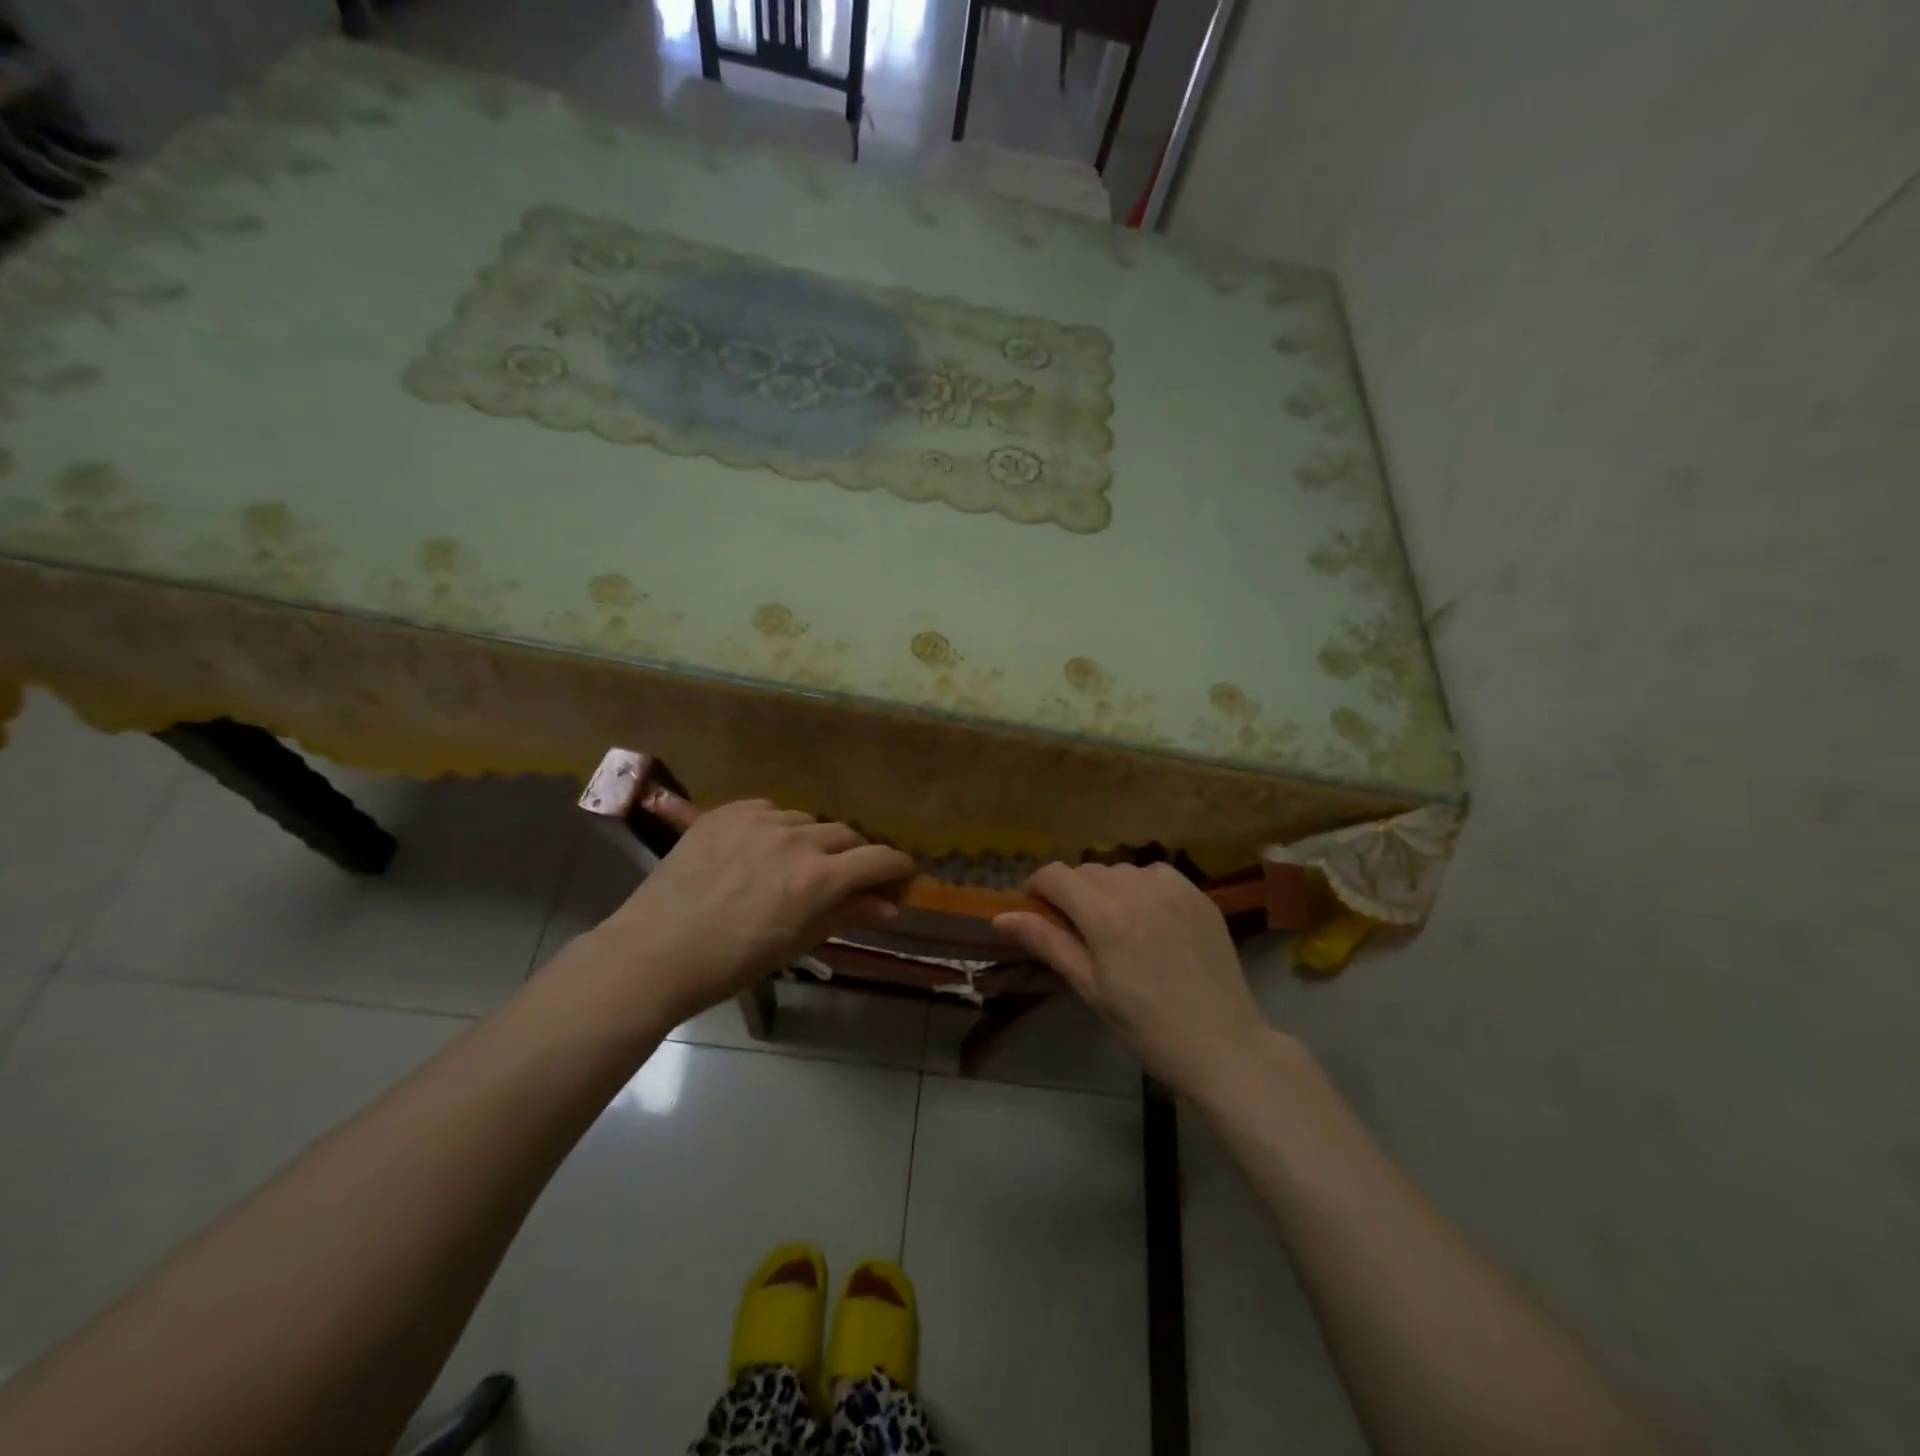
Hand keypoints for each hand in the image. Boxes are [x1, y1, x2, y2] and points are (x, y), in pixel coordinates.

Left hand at [592, 799, 915, 1025]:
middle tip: (849, 877)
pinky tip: (762, 848)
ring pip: (808, 820)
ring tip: (798, 864)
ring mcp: (759, 820)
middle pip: (847, 836)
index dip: (898, 866)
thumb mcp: (796, 942)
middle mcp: (796, 839)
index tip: (902, 874)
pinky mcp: (727, 812)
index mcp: (818, 878)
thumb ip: (846, 914)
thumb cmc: (731, 962)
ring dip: (815, 841)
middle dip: (857, 856)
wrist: (654, 952)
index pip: (878, 859)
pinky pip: (769, 810)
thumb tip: (889, 904)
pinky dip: (777, 827)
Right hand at [994, 862, 1275, 1101]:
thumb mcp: (1090, 988)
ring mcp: (1173, 887)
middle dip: (1072, 892)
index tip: (1035, 908)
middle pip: (1087, 871)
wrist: (1223, 1045)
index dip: (1037, 887)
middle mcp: (1138, 888)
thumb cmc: (1147, 1026)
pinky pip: (1154, 875)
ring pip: (1120, 870)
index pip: (1056, 875)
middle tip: (1076, 929)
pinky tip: (1149, 921)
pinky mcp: (1198, 893)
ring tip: (1116, 927)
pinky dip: (1141, 888)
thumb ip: (1048, 943)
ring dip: (1107, 889)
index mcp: (1106, 915)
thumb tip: (1002, 916)